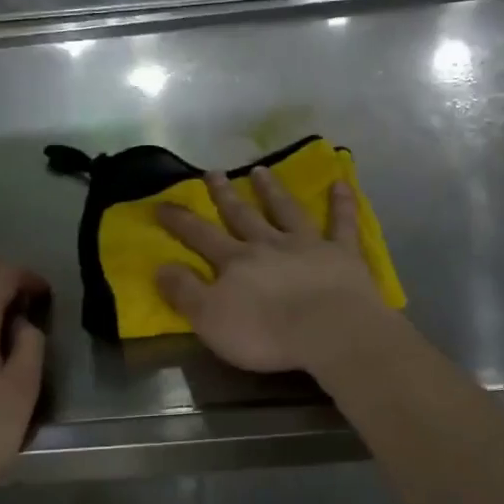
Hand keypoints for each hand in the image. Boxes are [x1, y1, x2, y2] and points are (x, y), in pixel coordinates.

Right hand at [154, 166, 392, 374]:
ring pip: (286, 211)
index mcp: (235, 262)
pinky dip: (342, 203)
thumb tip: (160, 266)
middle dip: (224, 195)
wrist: (329, 332)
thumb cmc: (265, 333)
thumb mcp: (210, 319)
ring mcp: (307, 245)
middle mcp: (268, 245)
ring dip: (272, 191)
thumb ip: (185, 291)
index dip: (180, 221)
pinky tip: (340, 183)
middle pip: (242, 216)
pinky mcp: (342, 254)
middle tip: (213, 173)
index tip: (162, 204)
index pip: (200, 236)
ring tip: (260, 170)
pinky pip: (342, 223)